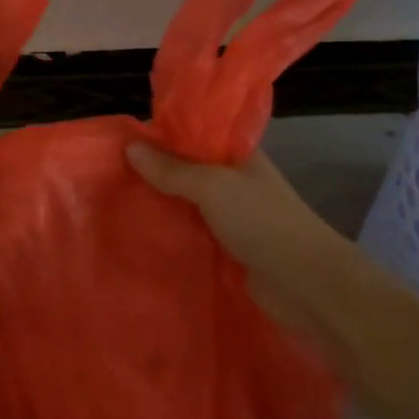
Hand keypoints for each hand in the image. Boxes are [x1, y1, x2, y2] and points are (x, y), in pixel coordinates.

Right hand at [126, 143, 352, 330]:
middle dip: (156, 172)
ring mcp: (233, 217)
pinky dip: (173, 232)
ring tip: (118, 200)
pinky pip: (194, 233)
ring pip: (189, 203)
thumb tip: (130, 146)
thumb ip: (172, 169)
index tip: (124, 140)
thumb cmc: (262, 221)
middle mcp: (235, 182)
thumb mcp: (212, 186)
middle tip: (112, 172)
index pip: (196, 135)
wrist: (306, 283)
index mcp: (239, 155)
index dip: (163, 135)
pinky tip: (142, 233)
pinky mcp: (229, 249)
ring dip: (162, 204)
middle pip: (189, 171)